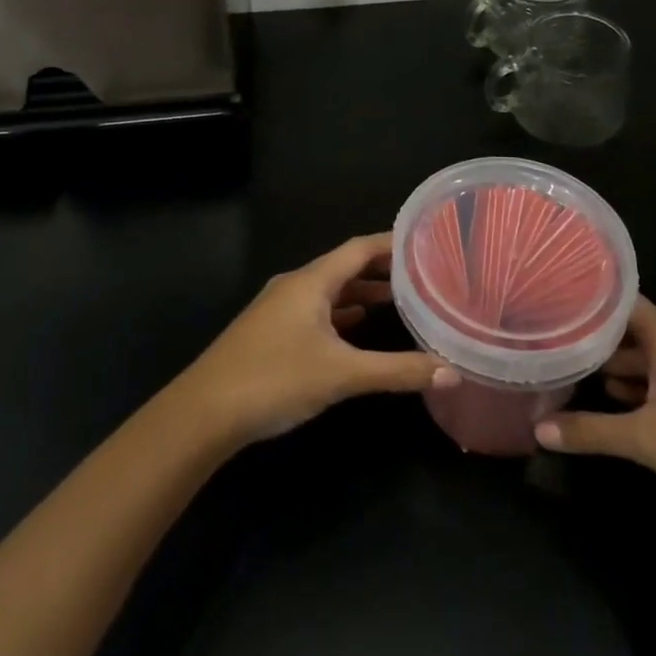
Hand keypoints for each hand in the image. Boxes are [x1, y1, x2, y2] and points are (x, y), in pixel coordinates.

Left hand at [172, 233, 458, 448]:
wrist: (203, 412)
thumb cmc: (274, 379)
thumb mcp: (341, 375)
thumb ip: (396, 371)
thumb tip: (451, 370)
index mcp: (311, 281)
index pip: (359, 248)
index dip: (391, 244)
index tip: (425, 242)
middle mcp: (295, 285)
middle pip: (345, 266)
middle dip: (381, 269)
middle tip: (422, 273)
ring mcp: (280, 309)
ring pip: (329, 291)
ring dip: (361, 292)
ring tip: (399, 299)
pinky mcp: (271, 332)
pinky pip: (316, 311)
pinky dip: (342, 314)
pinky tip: (358, 330)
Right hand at [534, 297, 655, 524]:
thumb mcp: (645, 440)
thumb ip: (590, 431)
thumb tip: (538, 430)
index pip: (625, 301)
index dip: (592, 296)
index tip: (558, 295)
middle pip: (633, 329)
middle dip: (596, 333)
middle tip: (554, 333)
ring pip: (646, 357)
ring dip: (615, 362)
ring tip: (573, 364)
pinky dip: (635, 384)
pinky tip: (612, 399)